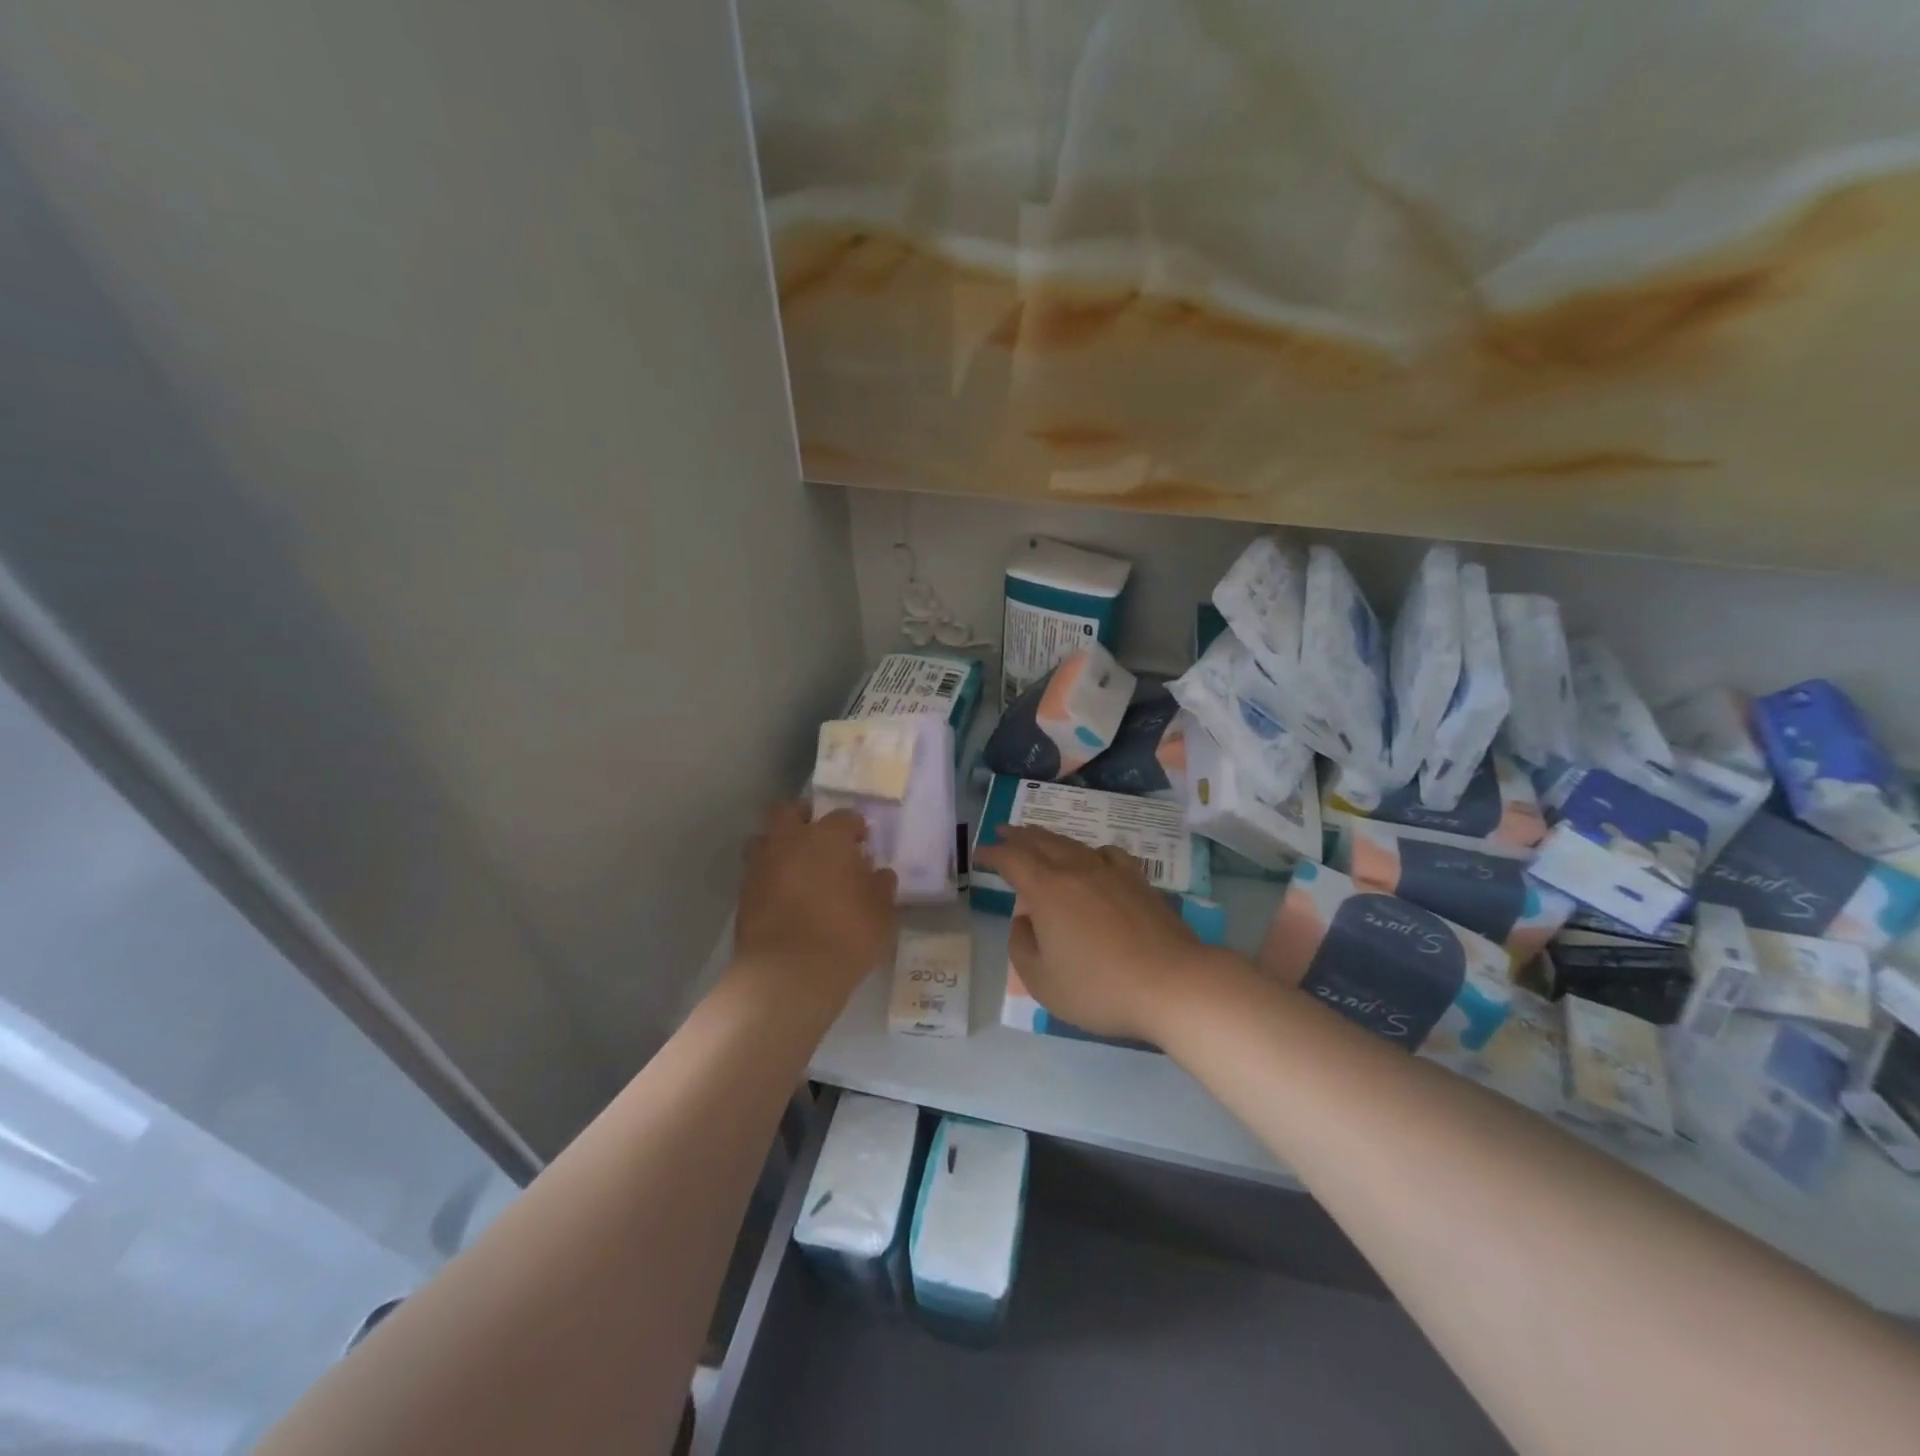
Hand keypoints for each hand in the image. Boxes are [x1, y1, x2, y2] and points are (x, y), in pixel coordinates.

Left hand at [731, 802, 897, 1013]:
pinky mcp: (744, 893)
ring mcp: (761, 865)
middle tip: (820, 839)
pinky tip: (785, 896)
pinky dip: (770, 876)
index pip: (844, 817)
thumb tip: (879, 874)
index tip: (862, 845)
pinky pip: (757, 871)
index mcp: (828, 837)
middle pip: (789, 811)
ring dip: (779, 845)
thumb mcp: (882, 914)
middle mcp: (790, 841)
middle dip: (803, 818)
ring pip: (765, 838)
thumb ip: (881, 887)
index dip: (855, 829)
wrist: (788, 974)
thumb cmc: (845, 936)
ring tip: (797, 868)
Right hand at [975, 826, 1204, 1043]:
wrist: (1171, 983)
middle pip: (1041, 842)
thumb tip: (1023, 920)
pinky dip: (1090, 851)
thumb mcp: (1042, 981)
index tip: (979, 852)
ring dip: (1049, 838)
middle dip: (1017, 835)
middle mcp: (1076, 870)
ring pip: (1072, 844)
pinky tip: (1093, 858)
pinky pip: (1107, 853)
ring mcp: (1110, 872)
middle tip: (1002, 830)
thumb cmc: (1099, 987)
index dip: (992, 853)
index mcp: (1047, 890)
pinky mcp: (1138, 881)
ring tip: (1038, 837)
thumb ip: (1022, 946)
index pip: (1012, 860)